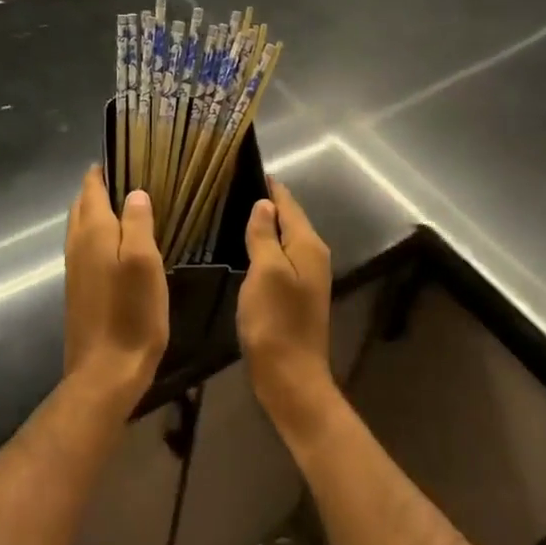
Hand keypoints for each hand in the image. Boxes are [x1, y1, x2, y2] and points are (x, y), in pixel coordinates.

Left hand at [63, 168, 169, 410]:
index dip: (103, 170)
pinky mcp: (78, 288)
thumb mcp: (145, 263)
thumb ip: (138, 223)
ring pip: (81, 226)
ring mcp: (74, 267)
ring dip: (97, 210)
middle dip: (99, 187)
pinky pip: (84, 246)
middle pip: (82, 204)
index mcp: (94, 231)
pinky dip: (97, 233)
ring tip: (125, 206)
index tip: (123, 156)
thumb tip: (135, 192)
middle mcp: (77, 243)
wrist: (104, 372)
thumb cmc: (131, 314)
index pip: (92, 188)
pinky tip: (117, 244)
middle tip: (128, 178)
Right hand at [238, 179, 338, 441]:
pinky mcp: (297, 294)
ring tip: (234, 209)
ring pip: (285, 238)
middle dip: (266, 201)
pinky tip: (245, 246)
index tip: (244, 166)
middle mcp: (313, 255)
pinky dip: (265, 245)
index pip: (288, 203)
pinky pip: (280, 256)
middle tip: (232, 185)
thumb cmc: (275, 322)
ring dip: (265, 224)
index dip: (268, 185)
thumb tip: (265, 203)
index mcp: (308, 245)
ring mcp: (307, 276)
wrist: (291, 378)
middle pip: (289, 218)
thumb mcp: (265, 272)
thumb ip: (264, 235)